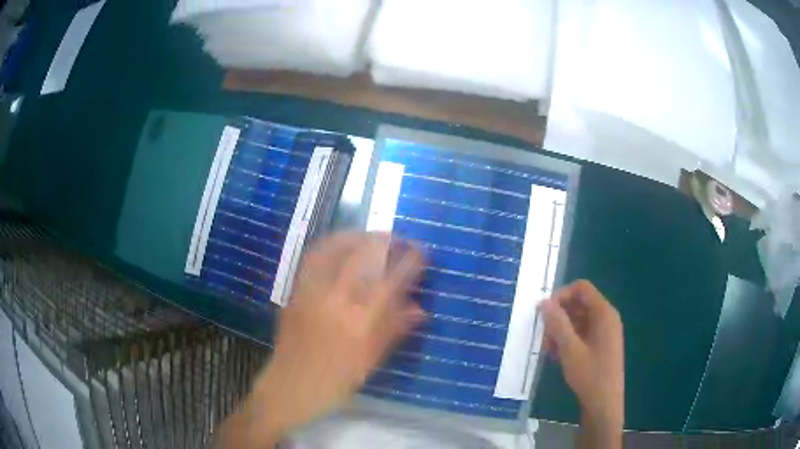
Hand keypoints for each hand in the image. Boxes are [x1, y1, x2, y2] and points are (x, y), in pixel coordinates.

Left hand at [222, 232, 425, 447]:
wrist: (290, 386)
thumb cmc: (334, 381)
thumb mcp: (370, 361)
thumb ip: (394, 330)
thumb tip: (420, 308)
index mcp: (359, 322)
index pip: (390, 280)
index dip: (409, 261)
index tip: (421, 251)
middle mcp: (335, 299)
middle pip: (362, 255)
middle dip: (384, 240)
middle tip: (398, 240)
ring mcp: (312, 291)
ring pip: (334, 248)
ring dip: (357, 236)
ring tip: (371, 236)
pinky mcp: (296, 291)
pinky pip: (313, 257)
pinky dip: (331, 244)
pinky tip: (340, 245)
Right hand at [539, 280, 623, 444]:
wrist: (604, 403)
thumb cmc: (589, 374)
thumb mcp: (570, 349)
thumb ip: (557, 324)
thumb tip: (544, 302)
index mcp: (604, 313)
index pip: (581, 288)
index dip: (561, 295)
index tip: (545, 313)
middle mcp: (606, 318)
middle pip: (579, 304)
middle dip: (559, 317)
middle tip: (544, 337)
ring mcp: (604, 332)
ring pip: (578, 320)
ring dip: (561, 331)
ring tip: (548, 350)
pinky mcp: (601, 345)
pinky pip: (582, 333)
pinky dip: (568, 340)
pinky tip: (556, 356)